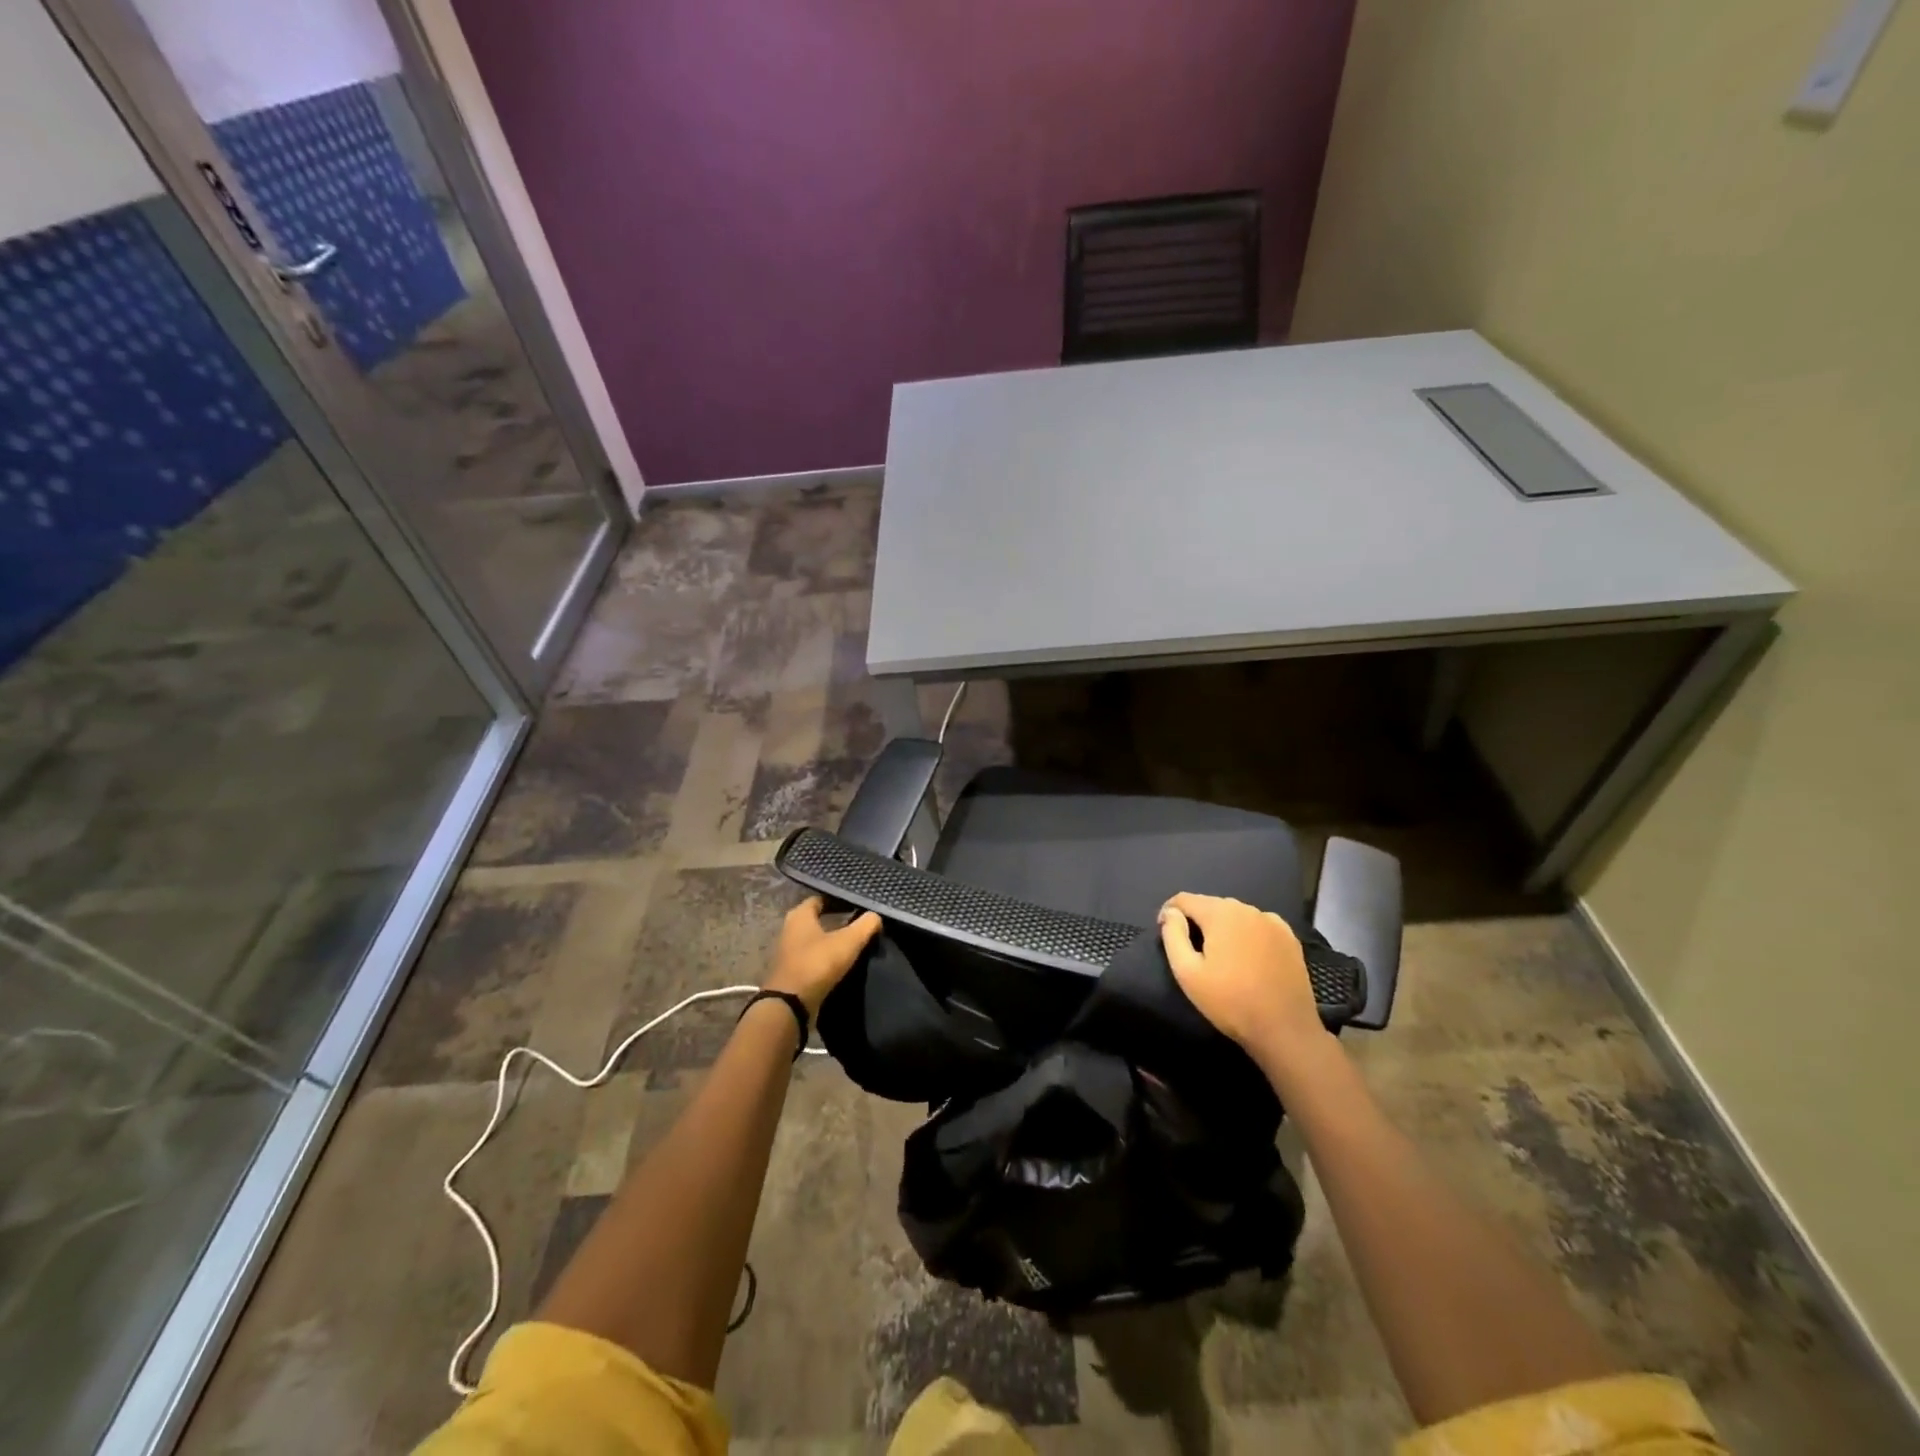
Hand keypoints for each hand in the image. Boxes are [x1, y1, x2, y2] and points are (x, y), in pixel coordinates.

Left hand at [764, 896, 882, 1014]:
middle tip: (859, 921)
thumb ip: (865, 925)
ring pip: (814, 940)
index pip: (821, 898)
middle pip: (817, 919)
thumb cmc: (817, 964)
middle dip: (836, 919)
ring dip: (831, 940)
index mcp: (800, 915)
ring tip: (854, 943)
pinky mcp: (791, 972)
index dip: (839, 899)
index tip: (857, 904)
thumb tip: (876, 915)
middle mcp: (790, 929)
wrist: (790, 1005)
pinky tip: (841, 963)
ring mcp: (788, 952)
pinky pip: (812, 958)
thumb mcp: (848, 941)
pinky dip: (825, 958)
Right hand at [1158, 892, 1331, 1062]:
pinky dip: (1247, 934)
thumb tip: (1171, 913)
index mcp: (1221, 913)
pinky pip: (1258, 926)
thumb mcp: (1187, 972)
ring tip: (1221, 956)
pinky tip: (1248, 959)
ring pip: (1236, 915)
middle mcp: (1247, 909)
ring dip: (1222, 928)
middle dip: (1197, 920)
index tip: (1165, 932)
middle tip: (1193, 951)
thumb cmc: (1230, 1002)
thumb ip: (1173, 935)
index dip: (1169, 912)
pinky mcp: (1290, 938)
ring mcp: (1272, 922)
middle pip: (1211, 905)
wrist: (1285, 1030)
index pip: (1184, 899)